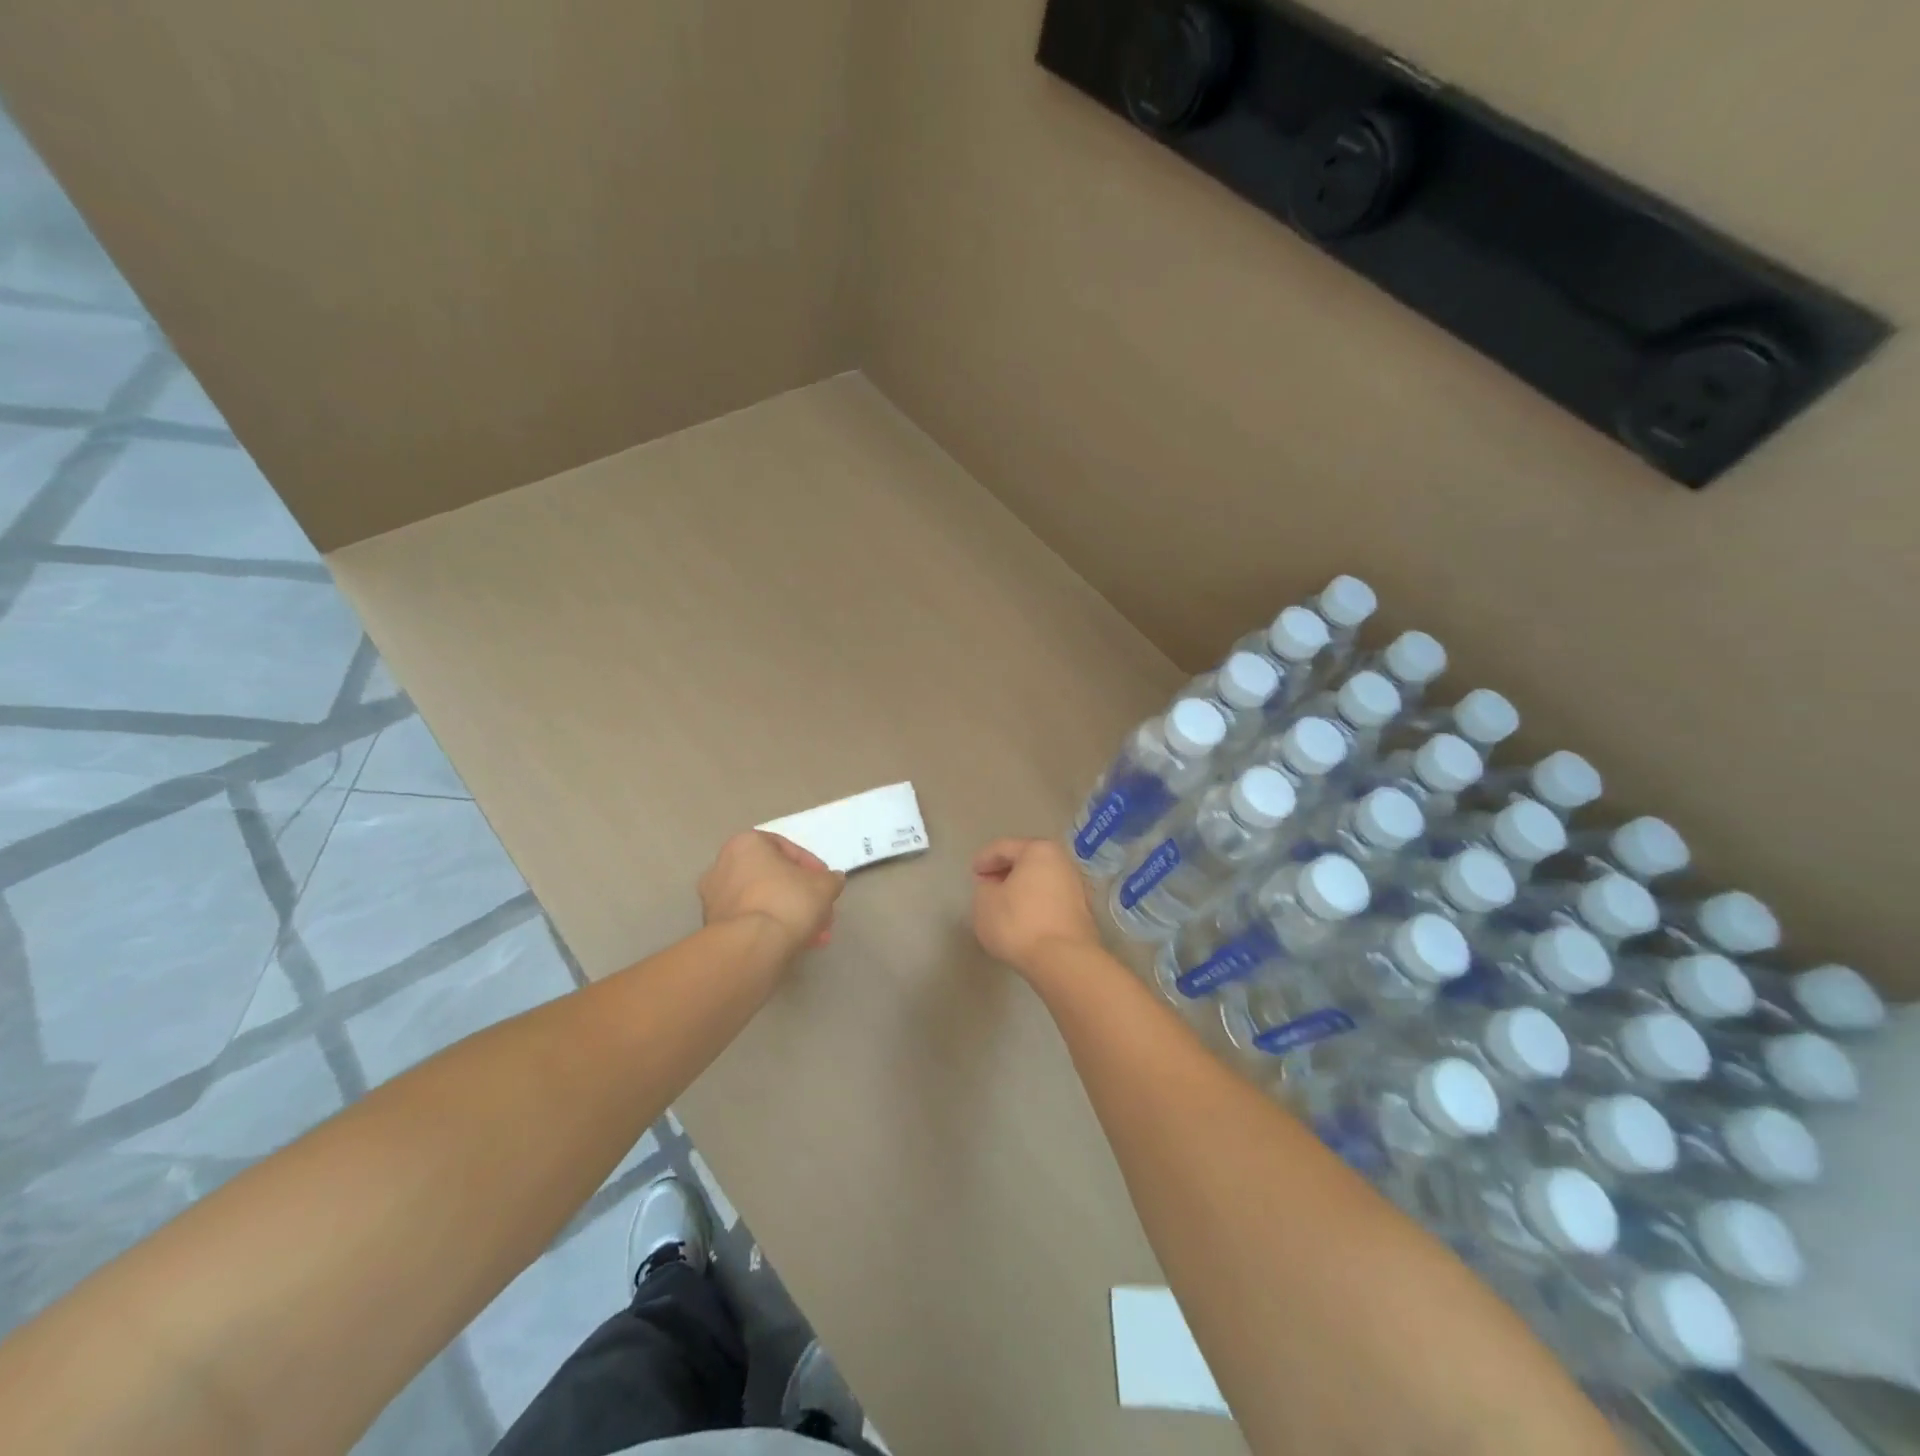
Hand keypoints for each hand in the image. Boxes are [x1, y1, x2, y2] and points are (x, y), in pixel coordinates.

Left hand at [700, 832, 846, 952]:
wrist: (751, 946)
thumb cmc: (787, 901)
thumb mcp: (824, 886)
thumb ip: (830, 879)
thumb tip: (832, 880)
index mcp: (746, 844)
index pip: (785, 847)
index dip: (812, 866)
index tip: (826, 882)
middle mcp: (723, 865)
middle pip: (773, 877)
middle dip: (801, 895)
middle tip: (821, 910)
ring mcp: (714, 898)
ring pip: (763, 900)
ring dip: (790, 914)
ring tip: (814, 933)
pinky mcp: (713, 926)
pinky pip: (750, 920)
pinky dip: (772, 927)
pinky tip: (794, 943)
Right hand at [970, 838, 1101, 978]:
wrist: (1064, 960)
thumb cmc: (1019, 923)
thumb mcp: (984, 902)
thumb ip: (984, 887)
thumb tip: (994, 887)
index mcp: (1039, 851)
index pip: (1004, 847)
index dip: (984, 859)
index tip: (972, 872)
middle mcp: (1063, 862)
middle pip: (1027, 861)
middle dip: (1005, 871)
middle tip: (986, 885)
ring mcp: (1077, 887)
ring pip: (1041, 881)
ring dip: (1022, 888)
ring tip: (1003, 903)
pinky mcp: (1082, 912)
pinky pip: (1050, 900)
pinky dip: (1035, 904)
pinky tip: (1023, 918)